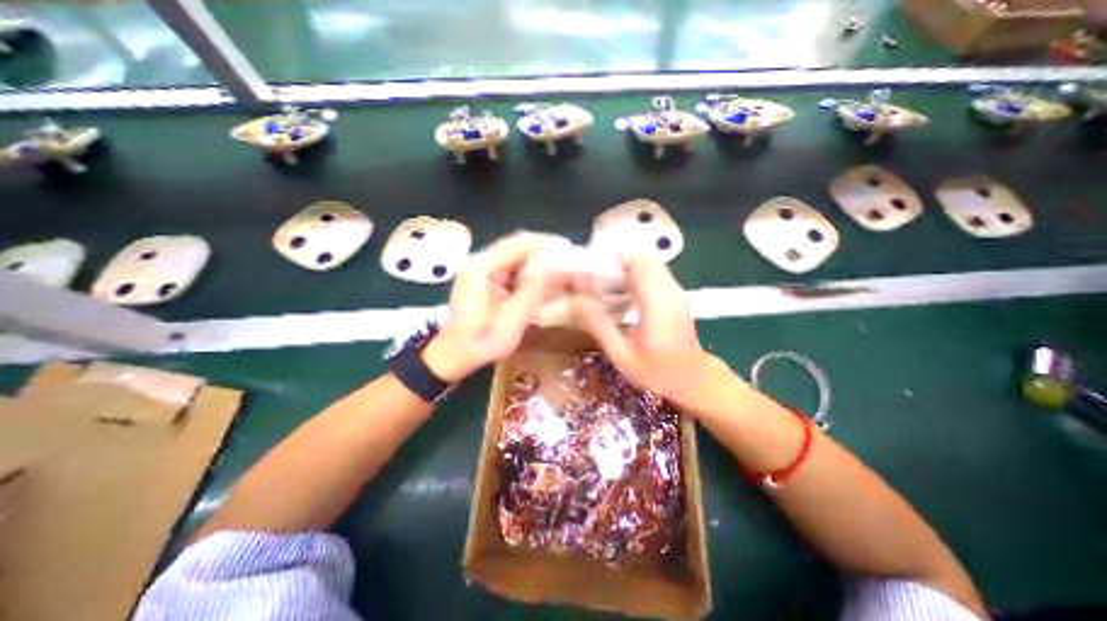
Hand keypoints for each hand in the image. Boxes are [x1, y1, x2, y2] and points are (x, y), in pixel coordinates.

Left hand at [422, 232, 565, 380]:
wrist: (452, 355)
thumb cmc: (480, 342)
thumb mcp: (512, 319)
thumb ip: (535, 291)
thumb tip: (561, 267)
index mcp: (484, 266)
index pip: (521, 242)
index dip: (549, 244)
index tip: (572, 252)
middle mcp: (481, 260)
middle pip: (519, 245)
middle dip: (547, 250)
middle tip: (571, 261)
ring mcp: (481, 268)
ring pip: (517, 254)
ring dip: (540, 259)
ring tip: (562, 269)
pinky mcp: (485, 277)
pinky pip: (512, 266)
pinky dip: (530, 270)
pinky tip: (543, 280)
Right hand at [570, 249, 717, 403]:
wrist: (693, 379)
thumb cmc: (657, 372)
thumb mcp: (621, 355)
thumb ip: (599, 325)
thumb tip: (575, 300)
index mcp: (657, 304)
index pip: (636, 260)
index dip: (611, 254)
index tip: (589, 264)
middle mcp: (670, 289)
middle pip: (642, 254)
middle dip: (615, 256)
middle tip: (591, 271)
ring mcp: (675, 288)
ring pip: (648, 259)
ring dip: (624, 262)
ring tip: (602, 277)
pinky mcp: (675, 291)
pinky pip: (653, 269)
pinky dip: (634, 269)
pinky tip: (620, 285)